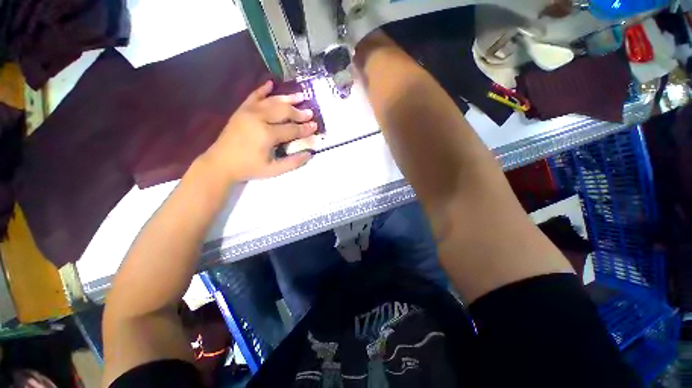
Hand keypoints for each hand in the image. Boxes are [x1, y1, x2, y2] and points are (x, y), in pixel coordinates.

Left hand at [202, 80, 317, 182]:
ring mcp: (248, 112)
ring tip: (300, 96)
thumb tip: (310, 153)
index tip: (315, 126)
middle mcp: (259, 118)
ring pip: (272, 101)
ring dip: (287, 98)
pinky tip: (271, 84)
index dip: (305, 128)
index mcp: (267, 134)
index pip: (292, 129)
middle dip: (299, 112)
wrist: (220, 163)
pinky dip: (263, 89)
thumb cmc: (249, 168)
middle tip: (310, 112)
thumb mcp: (274, 170)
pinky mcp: (241, 110)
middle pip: (284, 111)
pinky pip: (254, 96)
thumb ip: (293, 162)